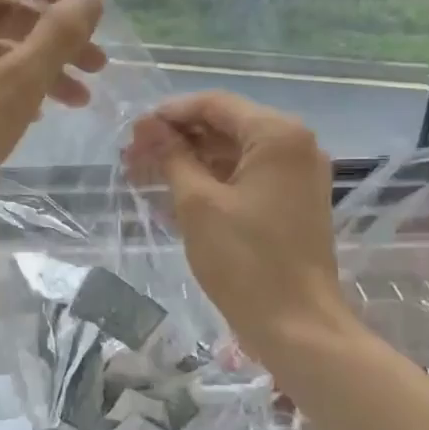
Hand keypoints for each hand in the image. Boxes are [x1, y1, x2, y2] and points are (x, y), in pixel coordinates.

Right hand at [124, 91, 345, 363]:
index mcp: (278, 135)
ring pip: (233, 154)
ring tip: (144, 175)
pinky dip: (211, 182)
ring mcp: (296, 176)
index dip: (169, 114)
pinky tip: (174, 194)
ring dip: (190, 161)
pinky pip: (246, 178)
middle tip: (132, 157)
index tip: (132, 131)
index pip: (215, 104)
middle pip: (225, 127)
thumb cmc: (245, 260)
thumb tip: (147, 127)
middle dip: (177, 139)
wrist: (296, 325)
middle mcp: (294, 146)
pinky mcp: (292, 203)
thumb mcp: (197, 204)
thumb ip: (172, 157)